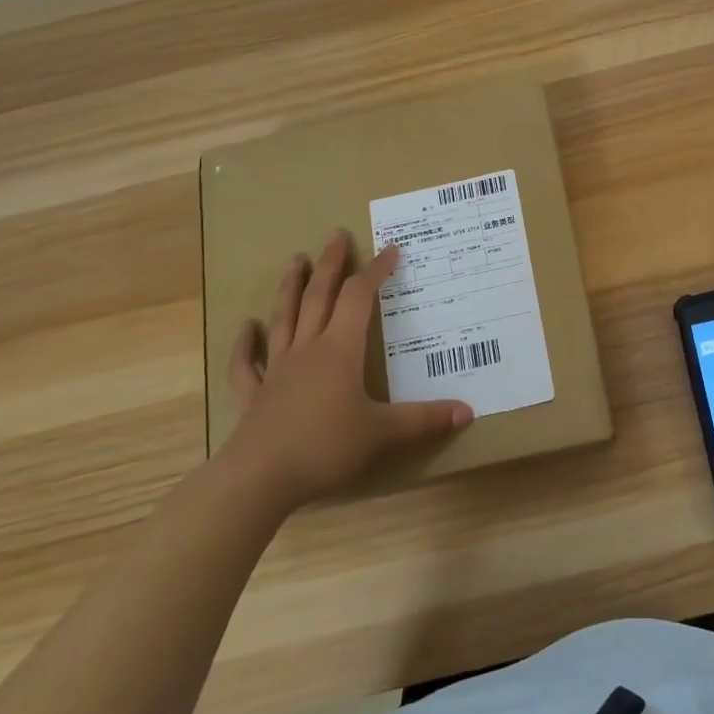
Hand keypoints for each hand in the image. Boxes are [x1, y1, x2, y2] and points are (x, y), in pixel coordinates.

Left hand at [223, 230, 472, 510]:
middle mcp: (307, 349)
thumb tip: (468, 411)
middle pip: (319, 296)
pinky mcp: (253, 395)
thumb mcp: (382, 433)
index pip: (359, 298)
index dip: (376, 271)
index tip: (391, 250)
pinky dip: (244, 344)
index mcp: (340, 350)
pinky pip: (246, 364)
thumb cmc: (325, 447)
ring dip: (289, 287)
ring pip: (284, 318)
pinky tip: (245, 328)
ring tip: (294, 259)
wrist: (259, 478)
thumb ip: (424, 420)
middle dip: (330, 264)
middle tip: (336, 235)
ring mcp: (276, 370)